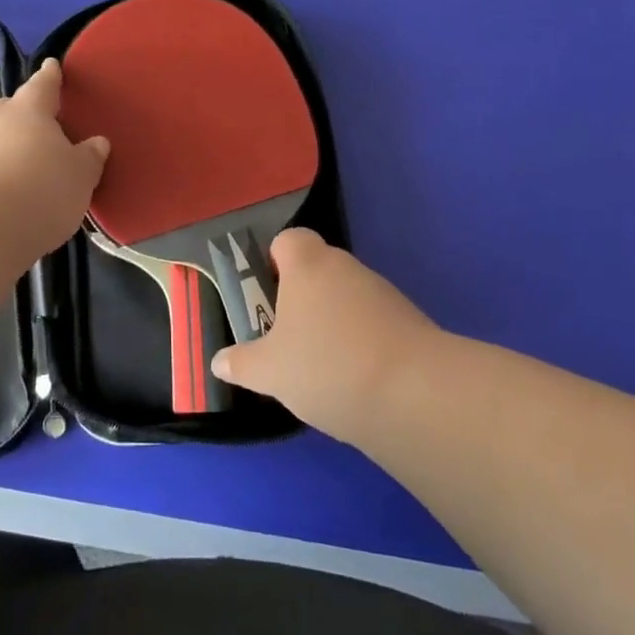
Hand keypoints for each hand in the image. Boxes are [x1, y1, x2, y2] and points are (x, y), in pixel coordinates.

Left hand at [0, 58, 110, 257]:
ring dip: (8, 150)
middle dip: (25, 115)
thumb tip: (97, 142)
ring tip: (27, 171)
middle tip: (41, 125)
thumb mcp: (80, 175)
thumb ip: (89, 157)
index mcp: (29, 109)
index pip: (43, 84)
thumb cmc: (40, 188)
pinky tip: (8, 197)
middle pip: (12, 110)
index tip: (51, 64)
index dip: (50, 76)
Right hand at [209, 230, 438, 446]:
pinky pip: (375, 323)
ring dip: (334, 323)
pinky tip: (356, 382)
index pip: (288, 239)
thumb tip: (219, 361)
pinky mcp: (411, 323)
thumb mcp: (270, 372)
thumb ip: (242, 363)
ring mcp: (383, 293)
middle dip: (302, 299)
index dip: (275, 261)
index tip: (267, 295)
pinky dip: (363, 344)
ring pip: (347, 298)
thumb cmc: (326, 366)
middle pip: (318, 269)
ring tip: (322, 368)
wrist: (415, 395)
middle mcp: (346, 267)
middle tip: (286, 338)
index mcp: (308, 265)